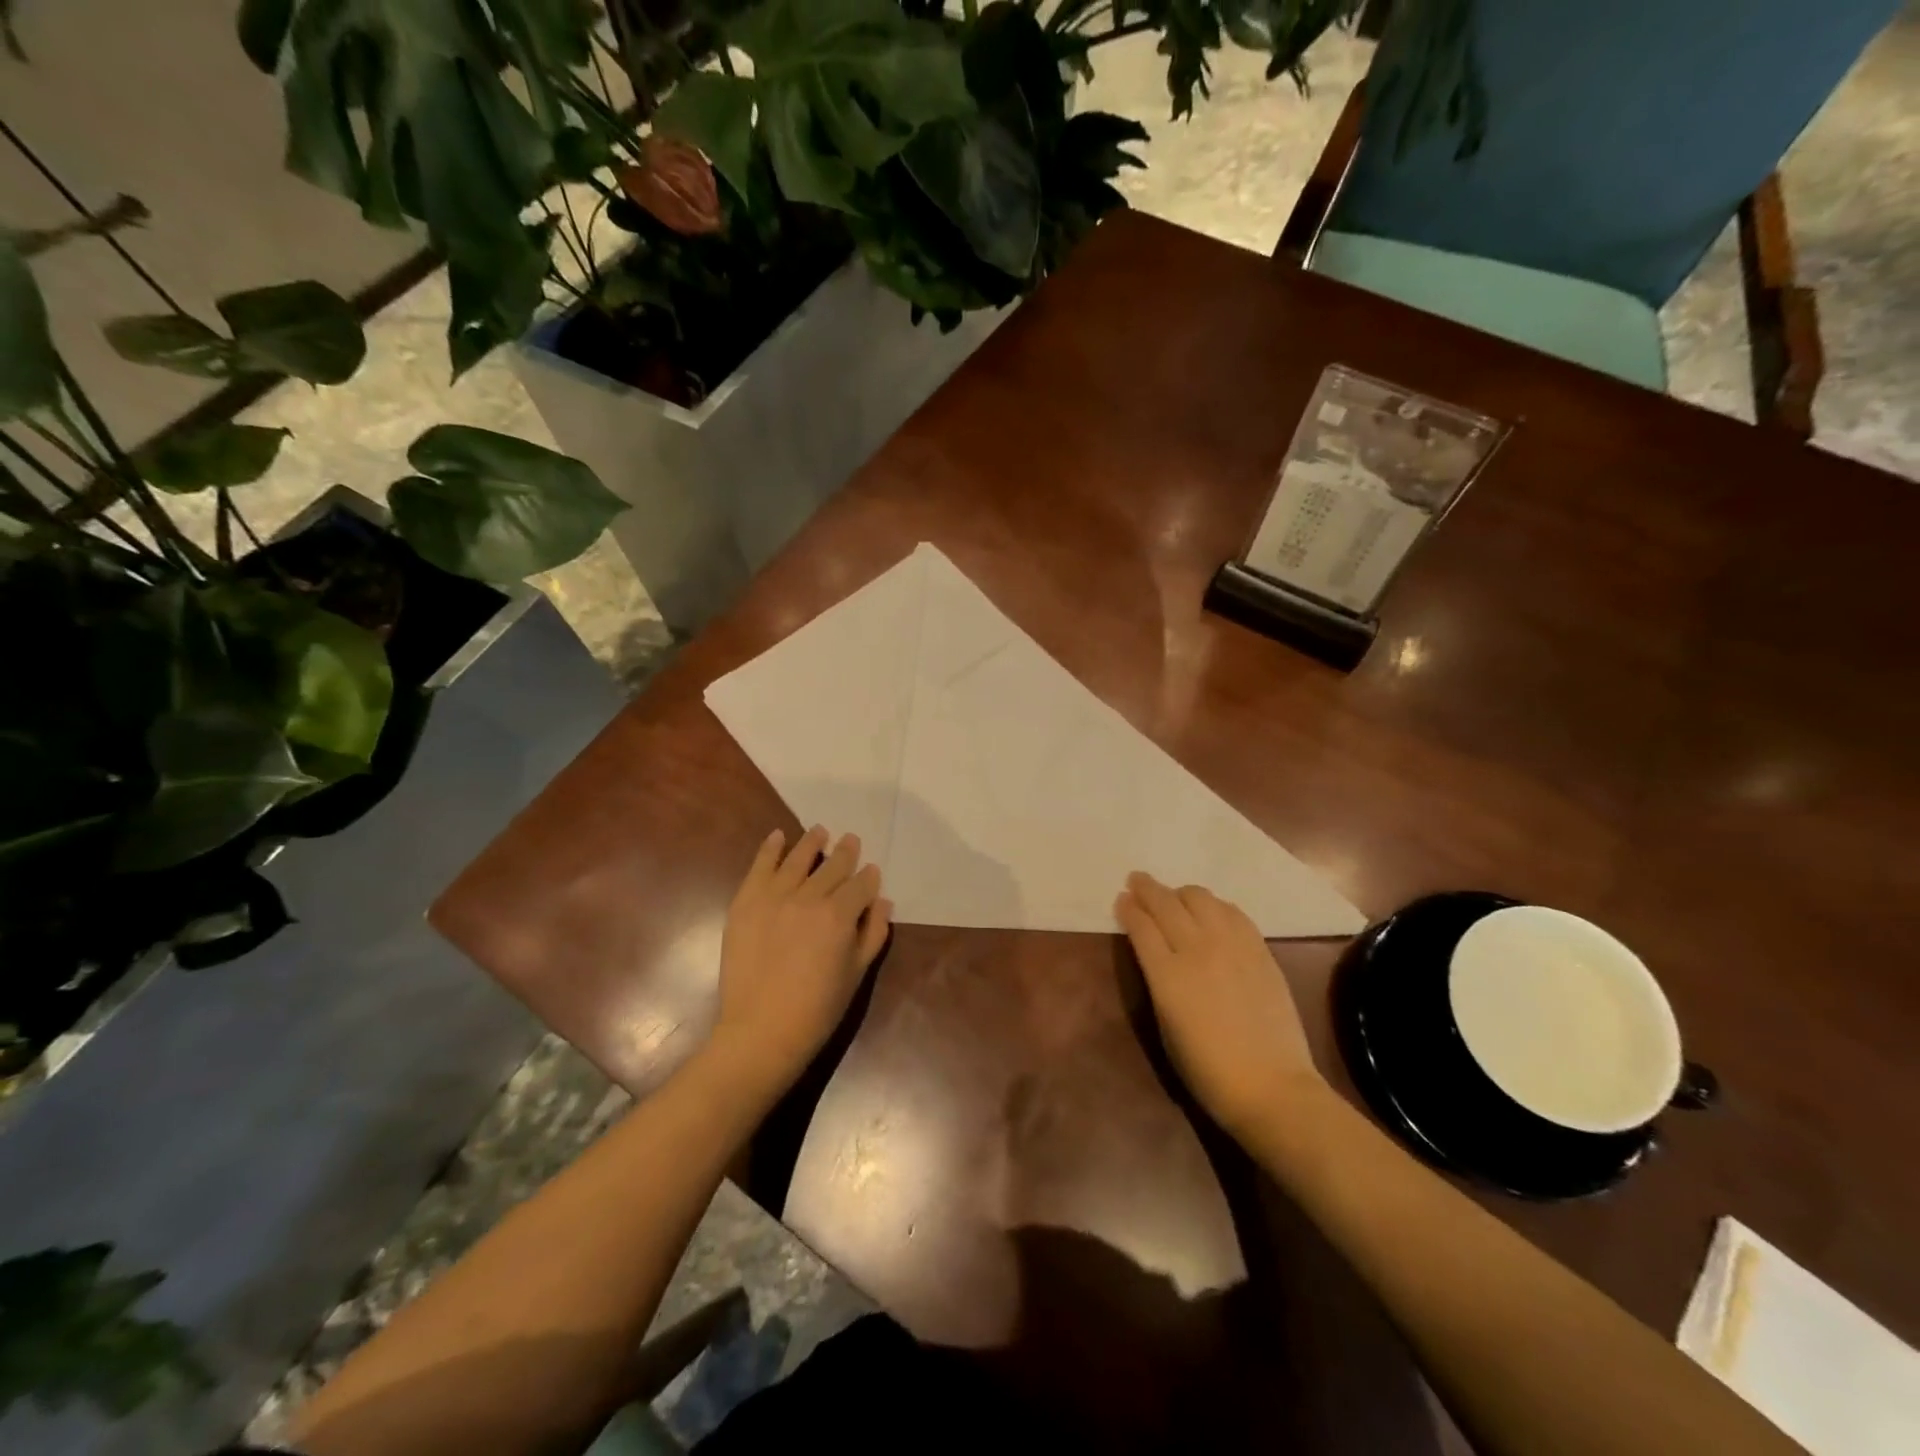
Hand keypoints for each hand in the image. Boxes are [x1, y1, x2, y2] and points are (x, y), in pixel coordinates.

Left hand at [709, 826, 891, 1102]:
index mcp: (840, 915)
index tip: (871, 872)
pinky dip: (770, 848)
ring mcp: (774, 896)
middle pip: (833, 866)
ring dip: (812, 842)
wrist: (761, 1031)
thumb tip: (882, 901)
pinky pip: (761, 866)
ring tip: (820, 831)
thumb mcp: (856, 974)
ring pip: (798, 858)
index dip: (869, 877)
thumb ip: (873, 933)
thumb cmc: (817, 1009)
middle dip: (845, 853)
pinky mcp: (746, 901)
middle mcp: (809, 897)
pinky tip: (778, 836)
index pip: (860, 885)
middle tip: (850, 841)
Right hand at [1114, 872, 1324, 1140]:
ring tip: (1175, 899)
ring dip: (1181, 894)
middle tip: (1137, 881)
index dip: (1128, 908)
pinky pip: (1233, 912)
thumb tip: (1155, 955)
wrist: (1272, 1087)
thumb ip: (1158, 982)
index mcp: (1167, 975)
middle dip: (1147, 889)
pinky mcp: (1259, 949)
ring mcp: (1232, 946)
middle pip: (1166, 903)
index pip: (1141, 925)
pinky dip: (1215, 906)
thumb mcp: (1165, 1027)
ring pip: (1200, 898)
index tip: (1121, 899)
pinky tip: (1211, 912)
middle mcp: (1197, 949)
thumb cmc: (1207, 1070)